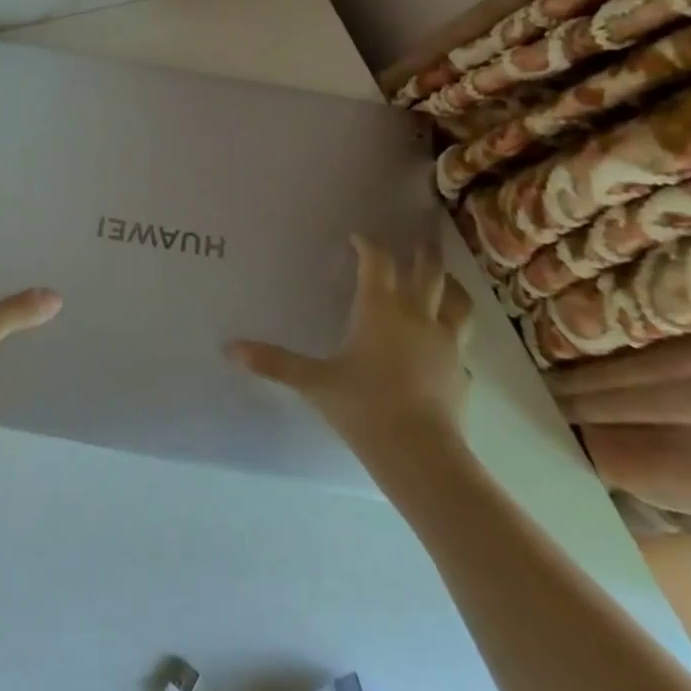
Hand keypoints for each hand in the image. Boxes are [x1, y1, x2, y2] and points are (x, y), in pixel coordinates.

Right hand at [226, 234, 474, 491]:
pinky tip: (447, 349)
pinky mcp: (461, 373)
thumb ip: (274, 362)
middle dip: (421, 254)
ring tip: (447, 281)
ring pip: (458, 303)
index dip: (368, 245)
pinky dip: (455, 340)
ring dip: (452, 287)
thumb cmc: (363, 406)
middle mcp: (417, 316)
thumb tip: (229, 349)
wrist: (420, 453)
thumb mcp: (313, 381)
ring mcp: (445, 344)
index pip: (377, 262)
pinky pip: (462, 347)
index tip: (358, 237)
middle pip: (428, 272)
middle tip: (419, 241)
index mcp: (379, 308)